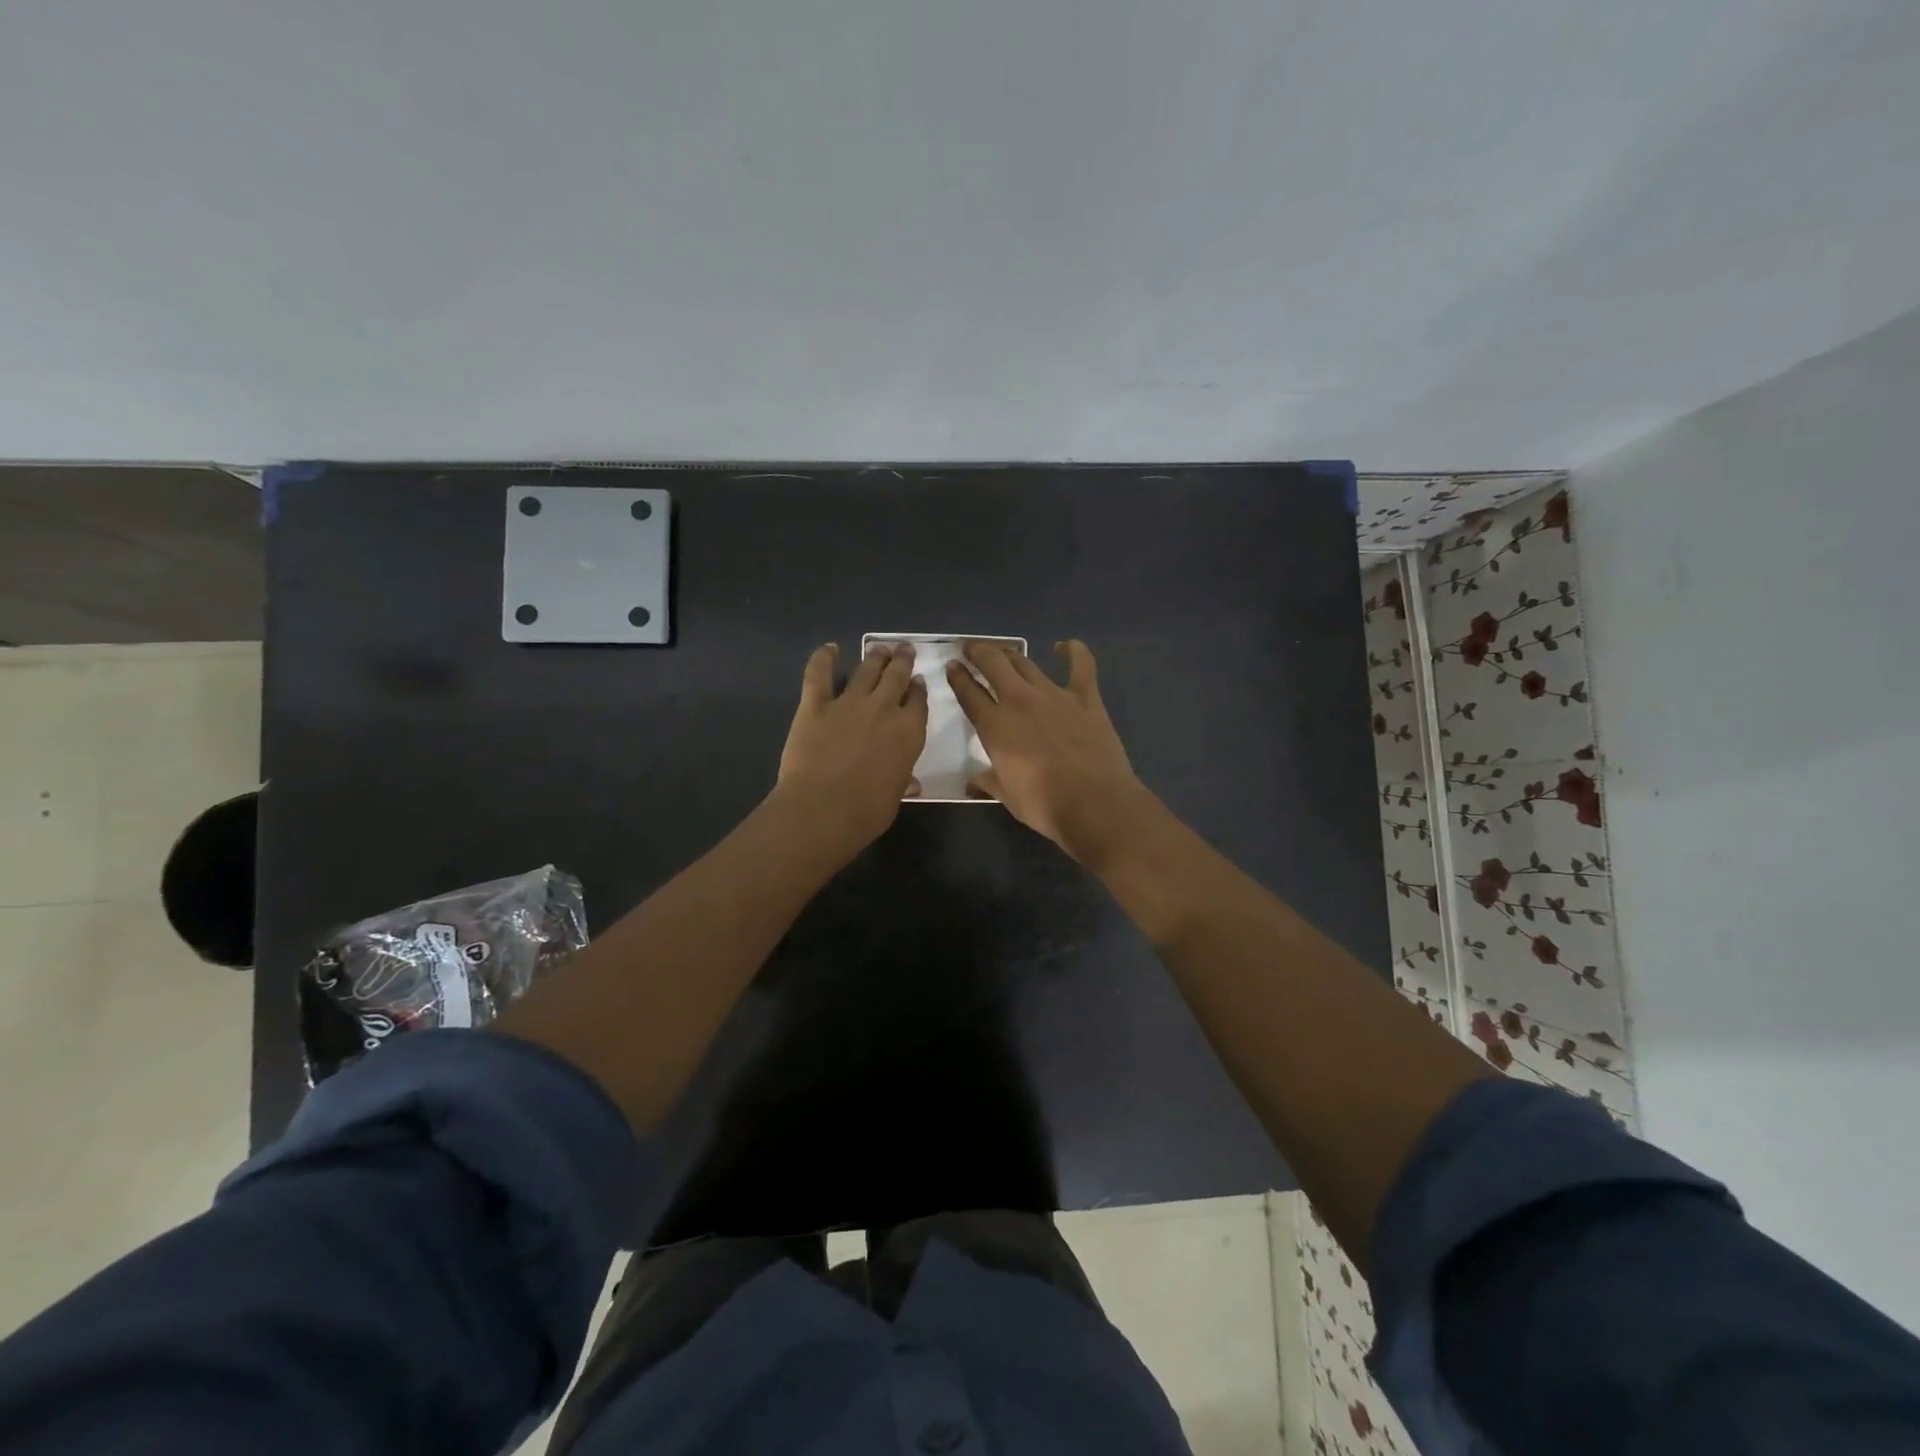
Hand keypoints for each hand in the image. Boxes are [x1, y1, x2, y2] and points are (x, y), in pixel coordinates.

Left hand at [773, 642, 927, 859]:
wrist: (822, 810)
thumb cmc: (866, 812)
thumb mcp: (894, 797)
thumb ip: (901, 781)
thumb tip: (910, 783)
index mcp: (909, 732)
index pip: (918, 702)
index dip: (918, 689)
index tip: (917, 681)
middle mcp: (884, 709)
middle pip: (897, 676)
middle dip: (902, 661)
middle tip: (903, 649)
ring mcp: (849, 703)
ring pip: (867, 669)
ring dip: (875, 656)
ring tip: (880, 648)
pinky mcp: (815, 705)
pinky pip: (819, 674)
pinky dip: (823, 658)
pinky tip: (829, 649)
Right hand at [946, 639, 1154, 863]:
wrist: (1095, 804)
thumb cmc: (1044, 805)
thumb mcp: (1007, 796)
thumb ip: (988, 782)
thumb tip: (973, 783)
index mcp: (995, 725)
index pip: (968, 692)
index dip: (957, 677)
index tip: (952, 666)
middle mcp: (1019, 701)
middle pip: (993, 664)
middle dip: (979, 652)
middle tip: (973, 649)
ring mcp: (1054, 695)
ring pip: (1027, 663)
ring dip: (1012, 655)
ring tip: (1005, 654)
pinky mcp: (1086, 698)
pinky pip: (1081, 665)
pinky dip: (1074, 651)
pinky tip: (1066, 646)